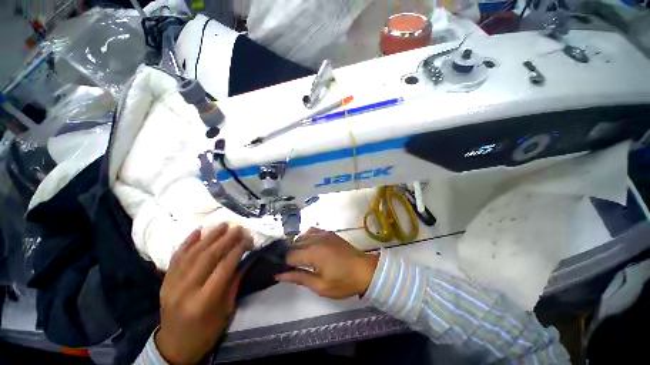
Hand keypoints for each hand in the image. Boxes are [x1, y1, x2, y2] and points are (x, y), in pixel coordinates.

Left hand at [156, 224, 252, 363]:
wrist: (174, 346)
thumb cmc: (206, 331)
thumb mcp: (226, 309)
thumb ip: (235, 281)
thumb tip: (247, 258)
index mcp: (204, 301)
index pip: (224, 267)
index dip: (238, 250)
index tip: (249, 239)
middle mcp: (186, 289)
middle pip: (208, 257)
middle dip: (226, 239)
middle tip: (238, 227)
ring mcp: (172, 284)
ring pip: (192, 254)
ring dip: (209, 236)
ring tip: (222, 225)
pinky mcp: (165, 281)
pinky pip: (176, 257)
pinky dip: (187, 242)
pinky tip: (198, 231)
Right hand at [276, 228, 378, 298]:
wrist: (365, 270)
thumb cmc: (343, 281)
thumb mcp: (320, 286)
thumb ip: (299, 278)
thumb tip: (279, 275)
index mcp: (312, 252)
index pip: (289, 255)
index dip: (283, 264)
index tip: (281, 272)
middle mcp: (315, 239)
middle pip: (294, 244)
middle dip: (289, 256)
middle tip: (292, 268)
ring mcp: (323, 234)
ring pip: (302, 236)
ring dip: (297, 246)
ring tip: (301, 259)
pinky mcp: (329, 233)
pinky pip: (312, 231)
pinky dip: (307, 237)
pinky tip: (310, 247)